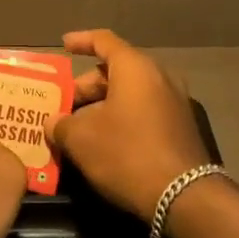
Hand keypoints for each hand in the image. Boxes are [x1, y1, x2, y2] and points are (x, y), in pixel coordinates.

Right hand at [47, 29, 210, 222]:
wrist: (185, 197)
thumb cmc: (127, 154)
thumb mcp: (82, 139)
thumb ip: (61, 125)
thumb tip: (54, 122)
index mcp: (135, 68)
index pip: (104, 41)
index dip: (81, 41)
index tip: (63, 45)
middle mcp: (159, 77)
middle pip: (116, 70)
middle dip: (86, 86)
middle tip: (63, 105)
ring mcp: (174, 102)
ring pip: (130, 93)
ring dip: (102, 106)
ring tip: (78, 127)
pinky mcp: (180, 127)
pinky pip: (143, 111)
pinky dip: (121, 118)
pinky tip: (103, 142)